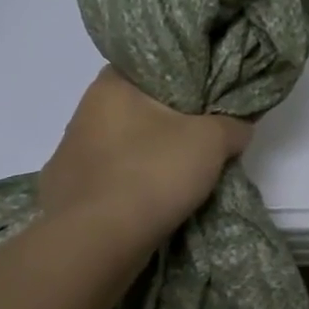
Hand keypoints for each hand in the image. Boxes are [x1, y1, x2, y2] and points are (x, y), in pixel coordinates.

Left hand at [40, 68, 253, 236]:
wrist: (96, 242)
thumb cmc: (151, 174)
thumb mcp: (209, 141)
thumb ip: (231, 124)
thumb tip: (239, 125)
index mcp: (111, 84)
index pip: (153, 66)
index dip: (186, 78)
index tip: (210, 96)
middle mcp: (85, 111)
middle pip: (139, 107)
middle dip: (170, 121)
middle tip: (204, 136)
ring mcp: (72, 154)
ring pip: (124, 145)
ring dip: (149, 156)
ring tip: (182, 174)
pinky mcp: (69, 192)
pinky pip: (111, 179)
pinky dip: (131, 185)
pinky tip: (151, 201)